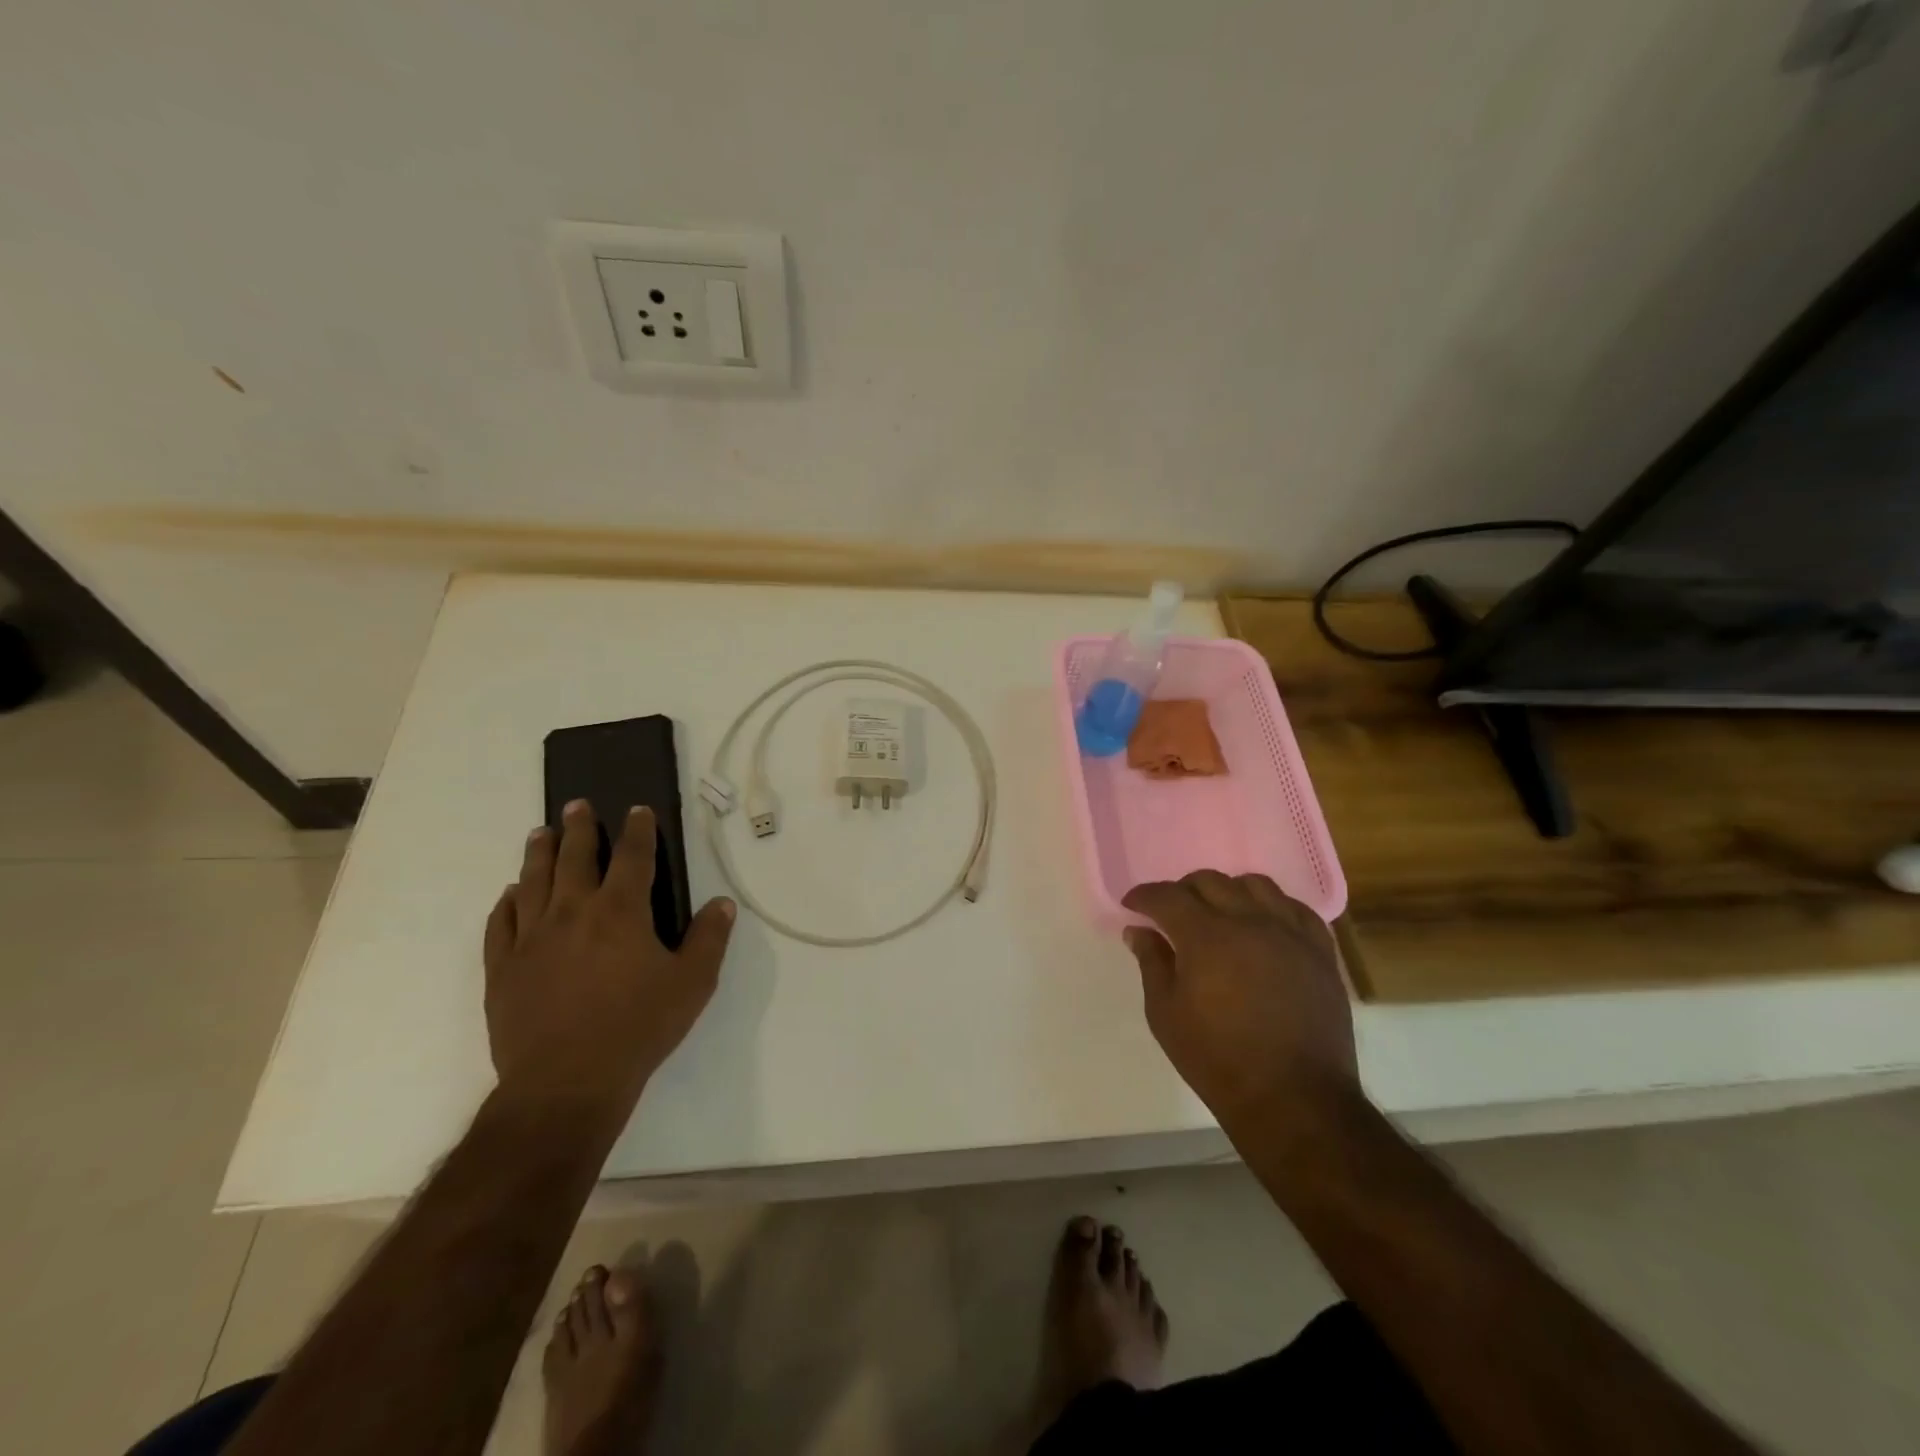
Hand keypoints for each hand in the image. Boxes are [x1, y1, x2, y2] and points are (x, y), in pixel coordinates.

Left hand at [483, 800, 734, 1112]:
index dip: (638, 830)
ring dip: (539, 854)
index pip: (632, 857)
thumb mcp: (692, 984)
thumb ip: (709, 939)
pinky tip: (510, 895)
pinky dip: (507, 903)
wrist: (566, 1084)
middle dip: (579, 828)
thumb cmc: (638, 1029)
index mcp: (621, 912)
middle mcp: (572, 913)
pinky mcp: (503, 968)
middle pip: (574, 858)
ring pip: (532, 882)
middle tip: (577, 804)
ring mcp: (532, 939)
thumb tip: (722, 903)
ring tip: (539, 833)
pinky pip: (501, 924)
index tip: (637, 810)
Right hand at [1122, 871, 1358, 1131]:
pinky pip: (1297, 909)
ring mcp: (1290, 933)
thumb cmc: (1218, 1059)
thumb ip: (1152, 963)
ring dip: (1229, 891)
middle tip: (1171, 913)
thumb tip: (1138, 930)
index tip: (1132, 904)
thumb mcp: (1166, 1014)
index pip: (1167, 896)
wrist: (1295, 1099)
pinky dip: (1273, 907)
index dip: (1144, 896)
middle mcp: (1249, 921)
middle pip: (1210, 882)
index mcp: (1206, 936)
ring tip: (1220, 914)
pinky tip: (1264, 925)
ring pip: (1256, 885)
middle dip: (1183, 890)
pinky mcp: (1320, 952)